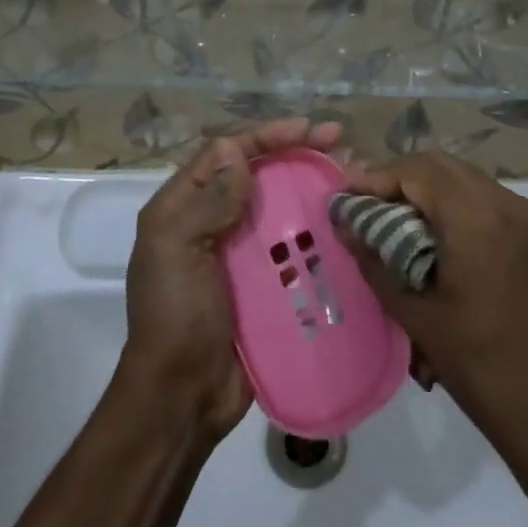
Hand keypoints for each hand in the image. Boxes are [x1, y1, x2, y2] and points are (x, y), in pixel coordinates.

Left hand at [118, 119, 345, 443]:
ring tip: (351, 178)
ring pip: (281, 206)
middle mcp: (212, 222)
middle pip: (258, 175)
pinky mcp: (265, 282)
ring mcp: (241, 253)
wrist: (184, 396)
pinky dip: (318, 230)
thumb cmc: (176, 317)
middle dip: (297, 155)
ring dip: (313, 188)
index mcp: (183, 208)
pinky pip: (294, 245)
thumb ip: (206, 201)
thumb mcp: (177, 251)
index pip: (226, 154)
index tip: (308, 130)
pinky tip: (347, 224)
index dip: (266, 136)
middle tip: (341, 145)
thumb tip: (236, 151)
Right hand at [341, 152, 527, 472]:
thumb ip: (376, 263)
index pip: (416, 171)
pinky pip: (487, 202)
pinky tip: (434, 238)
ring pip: (466, 180)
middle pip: (442, 167)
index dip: (376, 178)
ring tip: (393, 222)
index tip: (344, 198)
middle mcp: (508, 204)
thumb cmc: (483, 368)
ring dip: (428, 191)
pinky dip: (455, 206)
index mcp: (477, 218)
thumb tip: (346, 228)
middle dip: (399, 179)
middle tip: (366, 207)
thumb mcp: (419, 317)